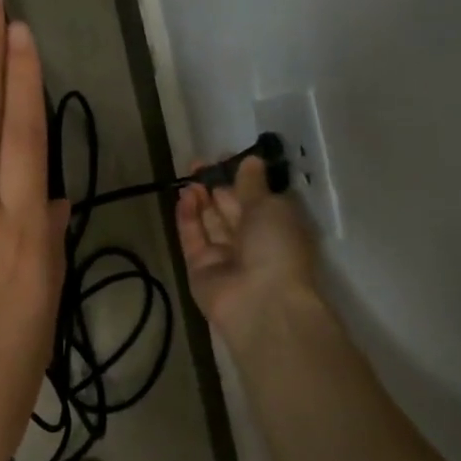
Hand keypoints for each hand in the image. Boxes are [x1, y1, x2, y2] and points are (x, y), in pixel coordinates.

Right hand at [176, 156, 319, 345]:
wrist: (261, 303)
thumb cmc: (276, 247)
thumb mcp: (270, 207)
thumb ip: (252, 184)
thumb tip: (250, 160)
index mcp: (277, 226)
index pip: (256, 197)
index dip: (240, 177)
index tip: (224, 158)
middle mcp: (252, 241)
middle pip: (230, 209)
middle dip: (215, 185)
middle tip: (198, 164)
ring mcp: (225, 257)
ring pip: (210, 222)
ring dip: (200, 199)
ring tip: (190, 178)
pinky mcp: (200, 268)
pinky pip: (193, 238)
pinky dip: (188, 217)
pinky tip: (183, 196)